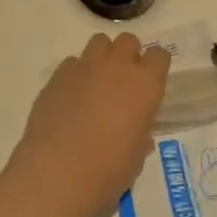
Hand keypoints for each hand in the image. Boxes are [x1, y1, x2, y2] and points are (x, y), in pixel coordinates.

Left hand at [5, 32, 169, 216]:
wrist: (57, 175)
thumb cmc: (108, 172)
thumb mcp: (136, 157)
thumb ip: (139, 135)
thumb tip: (137, 133)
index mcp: (145, 85)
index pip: (159, 56)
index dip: (155, 68)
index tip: (150, 84)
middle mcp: (117, 67)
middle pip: (128, 41)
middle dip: (128, 56)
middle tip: (123, 83)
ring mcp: (84, 67)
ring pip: (99, 43)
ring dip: (102, 58)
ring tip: (96, 85)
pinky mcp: (56, 76)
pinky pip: (72, 63)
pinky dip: (75, 74)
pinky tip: (70, 98)